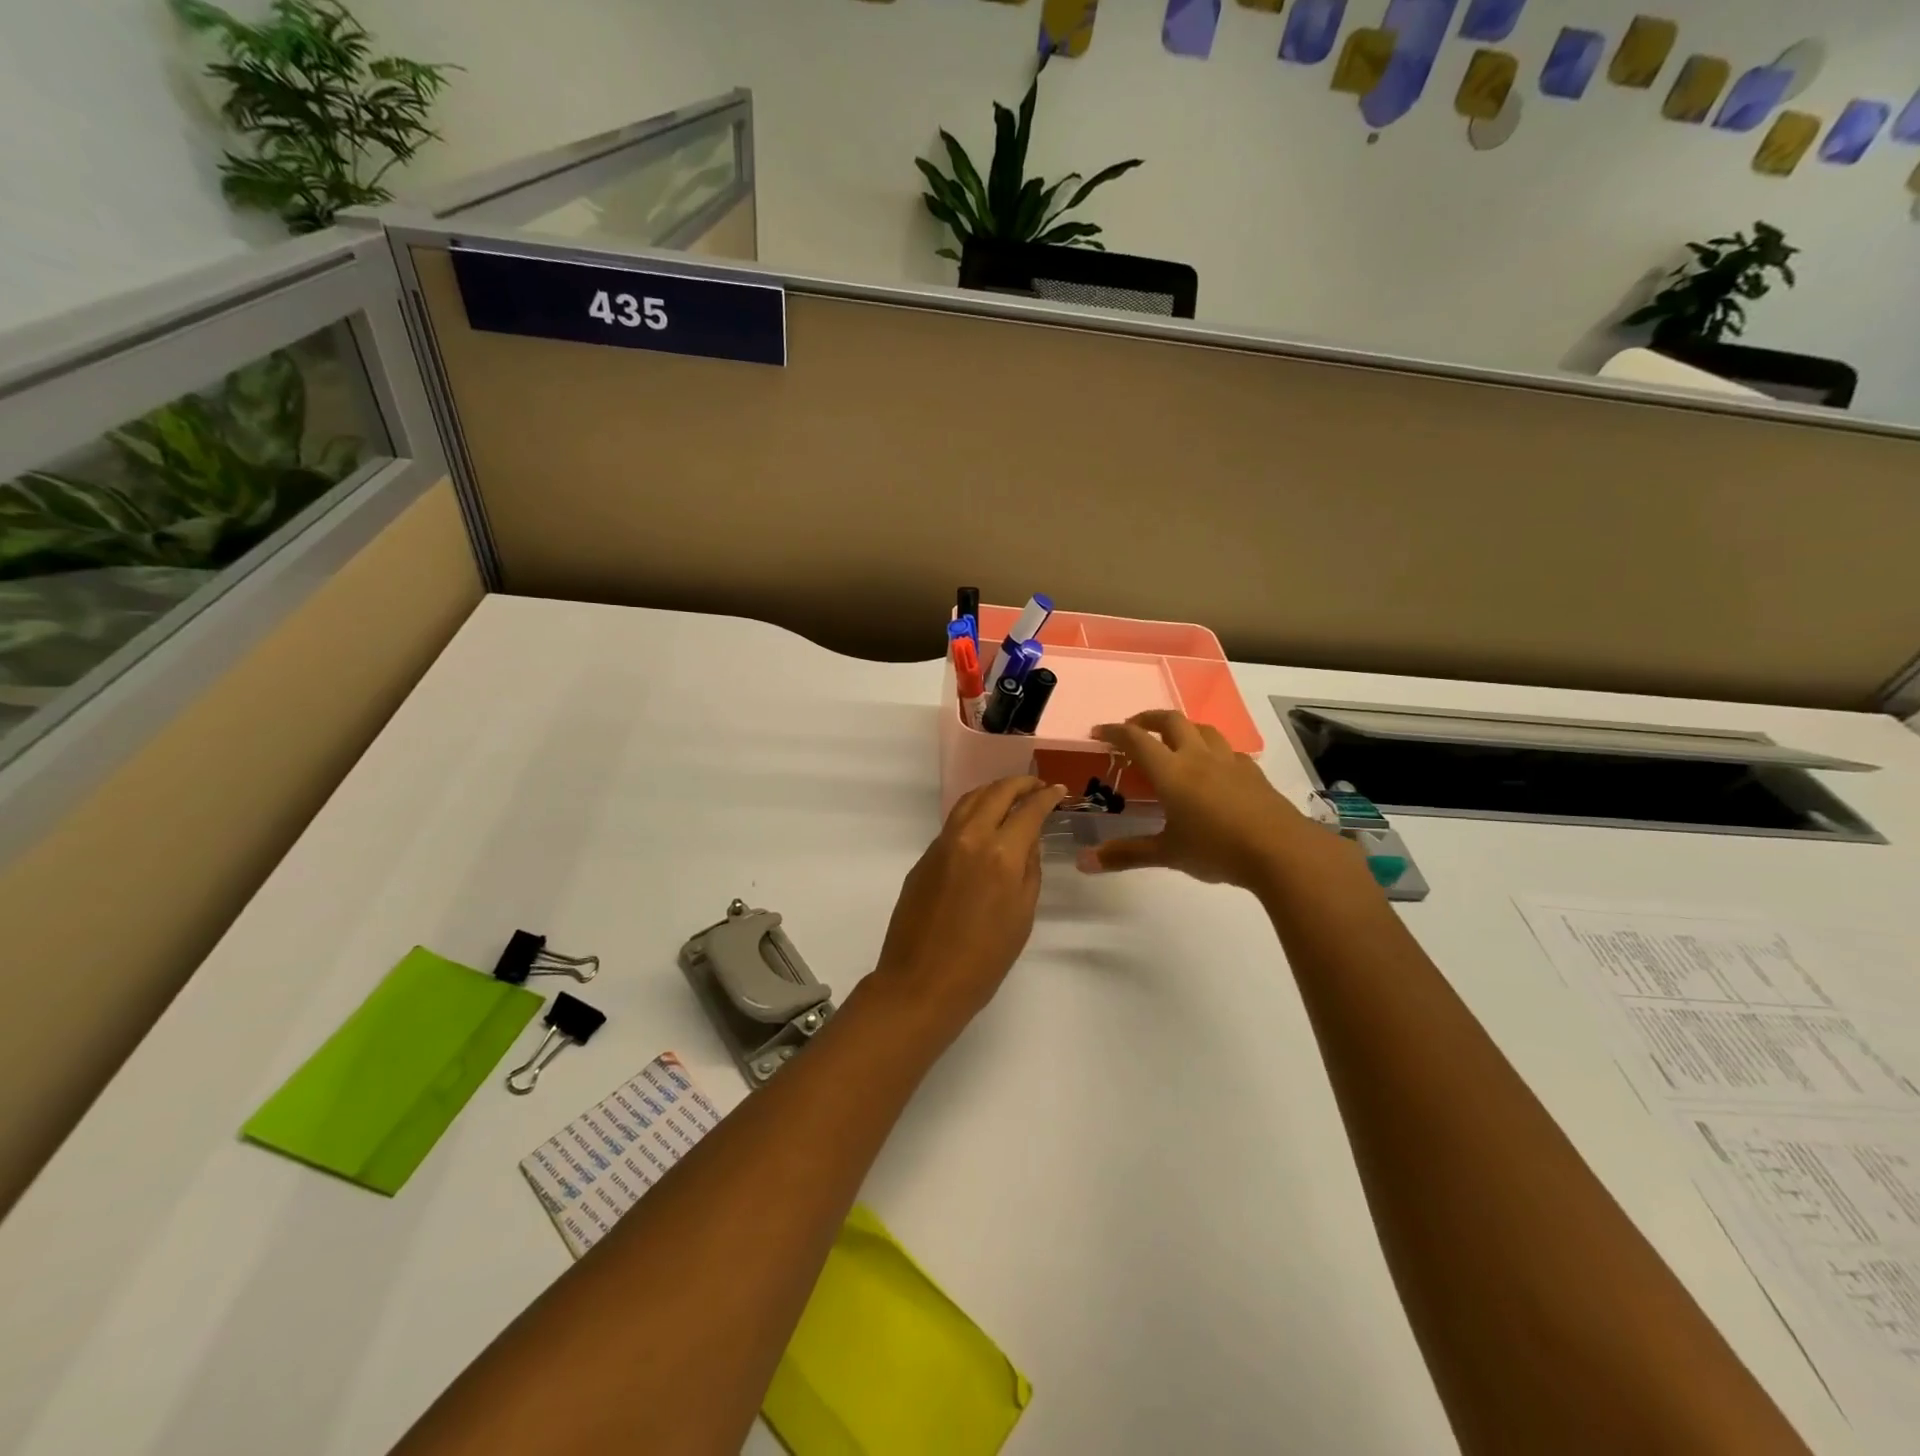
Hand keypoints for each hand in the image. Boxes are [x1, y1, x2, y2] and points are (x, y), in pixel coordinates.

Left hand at [869, 776, 1065, 1033]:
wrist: (922, 983)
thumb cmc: (983, 960)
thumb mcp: (1022, 915)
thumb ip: (1029, 869)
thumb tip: (1028, 840)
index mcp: (1001, 854)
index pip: (1029, 810)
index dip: (1046, 796)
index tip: (1058, 790)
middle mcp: (970, 838)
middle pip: (996, 793)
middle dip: (1020, 784)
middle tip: (1037, 786)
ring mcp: (941, 845)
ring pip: (969, 800)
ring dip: (993, 791)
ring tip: (1011, 796)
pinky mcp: (924, 858)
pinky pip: (953, 822)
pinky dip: (973, 811)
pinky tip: (983, 824)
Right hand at [1078, 710, 1353, 891]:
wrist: (1281, 851)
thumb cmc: (1216, 849)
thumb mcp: (1167, 854)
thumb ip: (1126, 854)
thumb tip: (1083, 863)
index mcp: (1171, 771)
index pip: (1136, 739)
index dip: (1114, 731)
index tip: (1099, 732)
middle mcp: (1198, 757)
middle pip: (1171, 720)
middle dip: (1148, 718)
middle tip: (1134, 728)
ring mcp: (1229, 762)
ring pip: (1202, 729)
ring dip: (1182, 728)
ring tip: (1172, 741)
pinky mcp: (1252, 772)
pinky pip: (1227, 750)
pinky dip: (1211, 749)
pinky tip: (1212, 767)